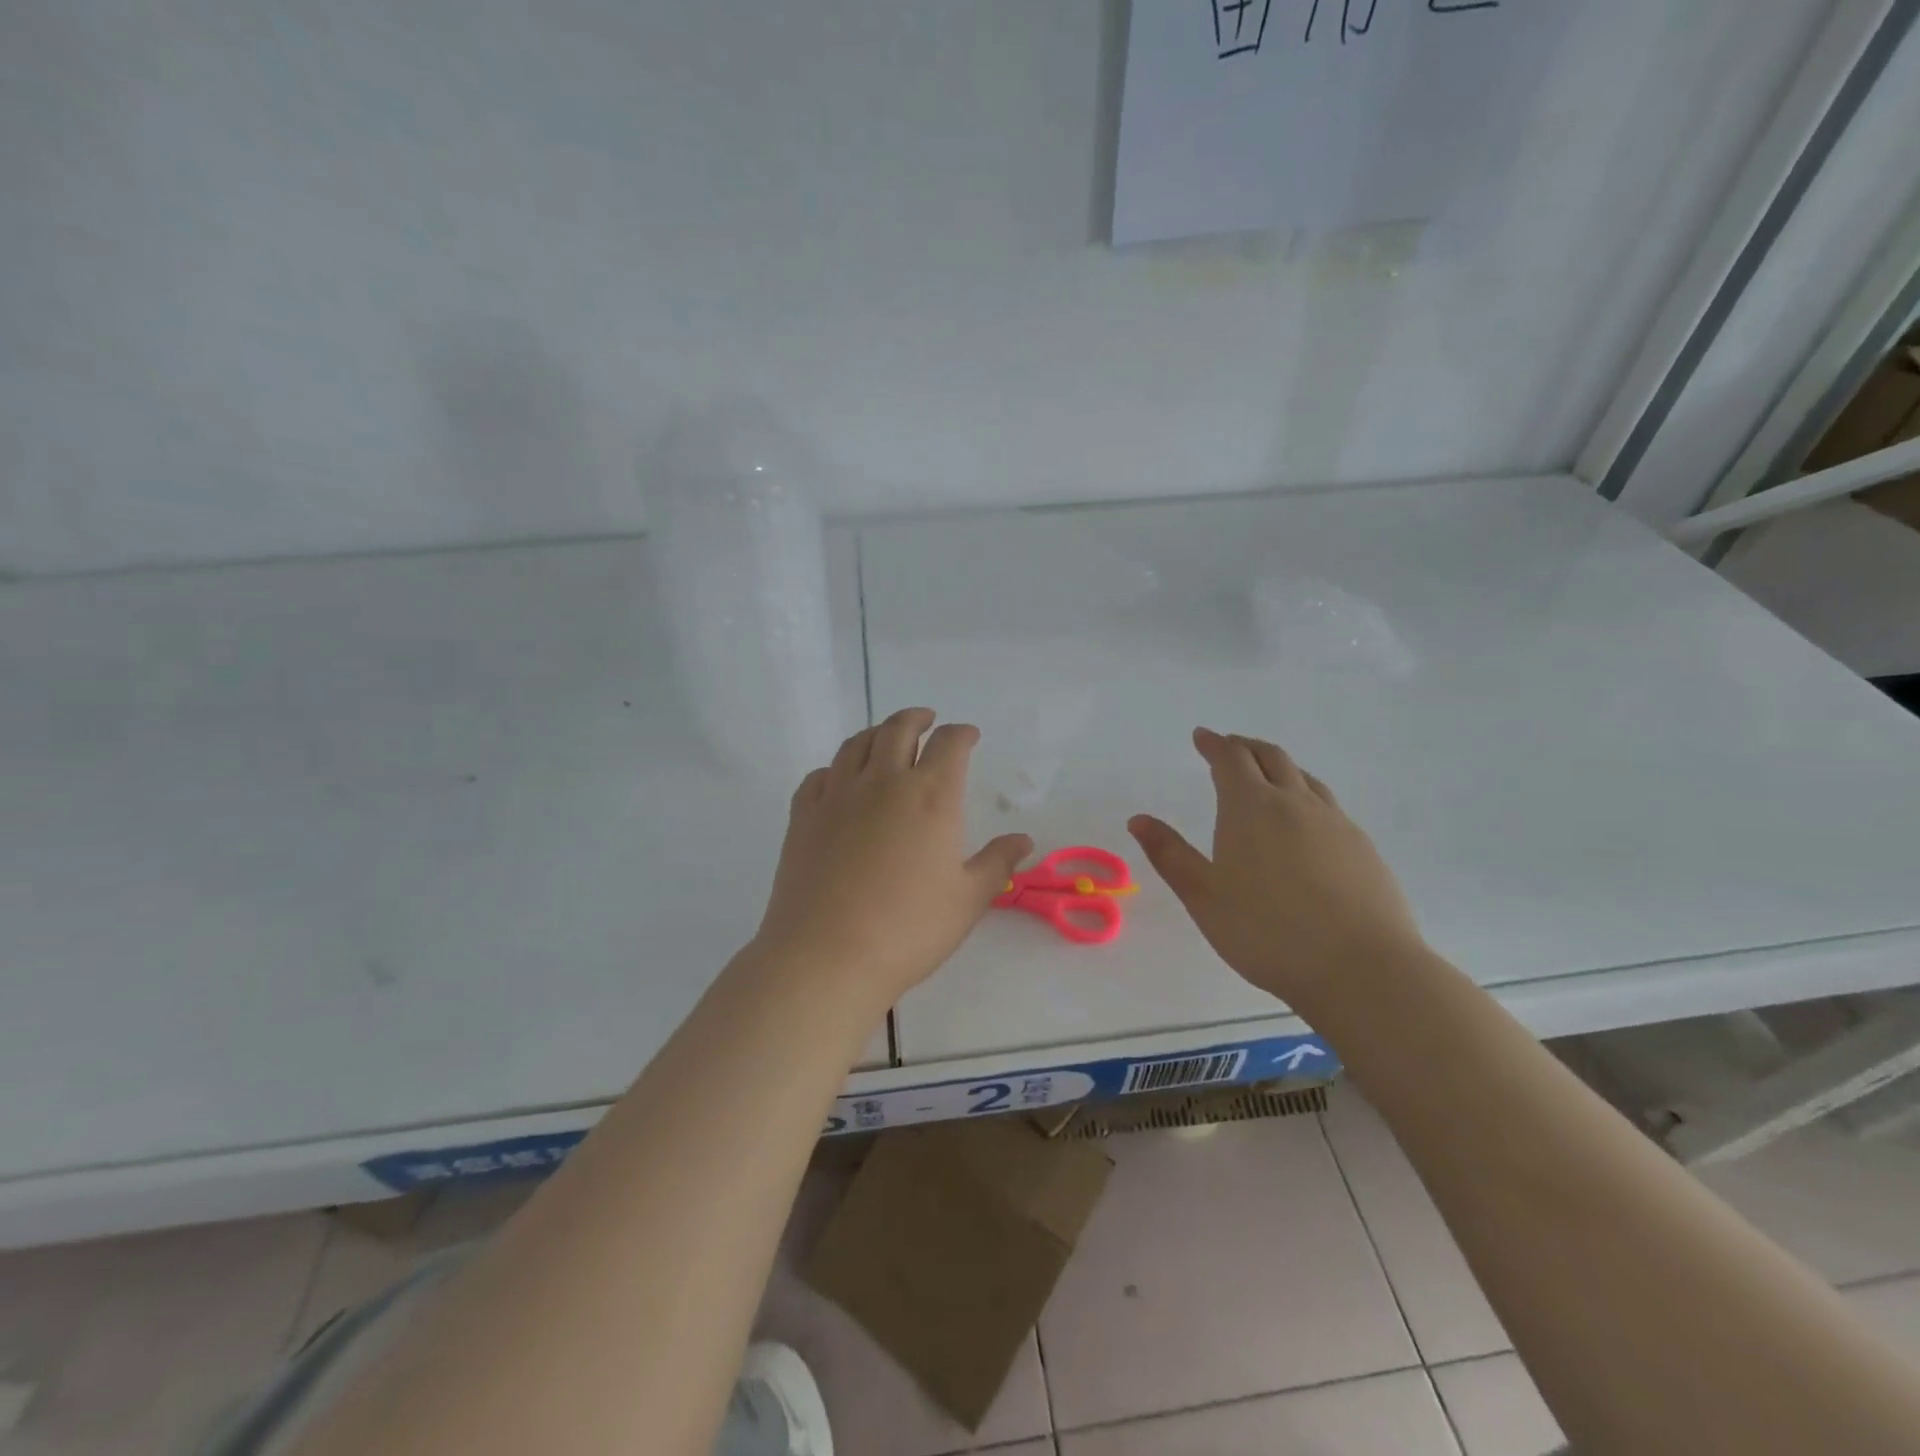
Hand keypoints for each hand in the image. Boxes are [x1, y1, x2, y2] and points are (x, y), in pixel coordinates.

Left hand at [752, 709, 1032, 1007]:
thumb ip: (997, 863)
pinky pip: (819, 775)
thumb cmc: (909, 929)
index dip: (962, 734)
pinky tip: (839, 779)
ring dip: (876, 732)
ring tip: (885, 737)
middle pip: (898, 729)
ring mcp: (837, 795)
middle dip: (917, 719)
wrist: (827, 955)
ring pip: (856, 744)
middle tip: (927, 720)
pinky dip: (835, 768)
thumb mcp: (968, 900)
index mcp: (930, 796)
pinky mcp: (803, 816)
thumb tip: (1023, 840)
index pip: (949, 744)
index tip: (969, 736)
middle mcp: (883, 782)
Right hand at [1127, 727, 1429, 1012]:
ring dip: (1280, 767)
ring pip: (1305, 778)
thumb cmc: (1266, 930)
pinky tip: (1306, 824)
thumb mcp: (1203, 896)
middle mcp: (1295, 803)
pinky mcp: (1362, 847)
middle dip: (1246, 747)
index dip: (1214, 743)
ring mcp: (1335, 823)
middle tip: (1230, 747)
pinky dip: (1307, 797)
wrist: (1360, 967)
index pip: (1231, 759)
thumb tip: (1138, 820)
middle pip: (1271, 757)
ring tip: (1267, 777)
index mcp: (1251, 807)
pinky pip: (1328, 805)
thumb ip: (1169, 854)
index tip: (1202, 736)